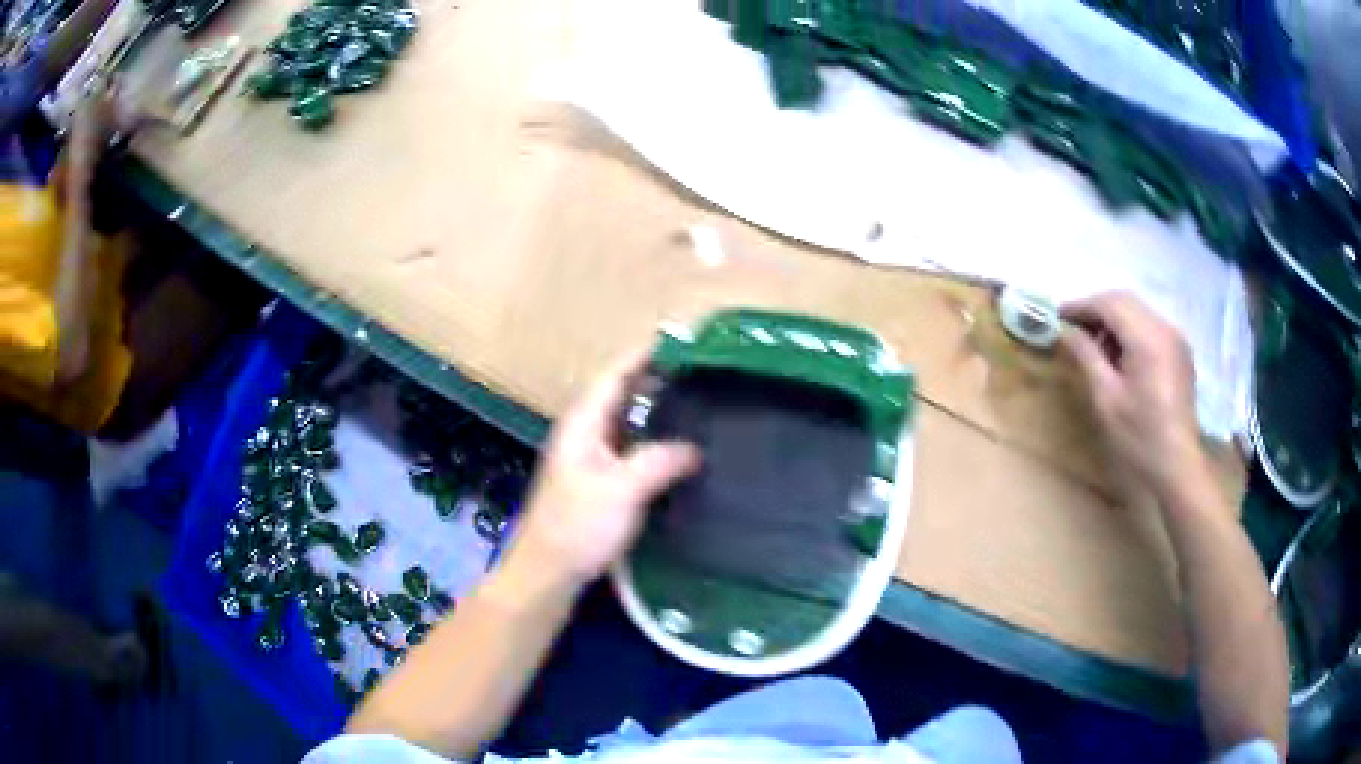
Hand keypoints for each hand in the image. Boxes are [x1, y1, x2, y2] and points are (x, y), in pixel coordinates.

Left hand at [506, 353, 701, 589]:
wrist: (548, 572)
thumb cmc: (578, 526)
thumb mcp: (621, 489)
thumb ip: (659, 461)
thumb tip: (696, 447)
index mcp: (583, 424)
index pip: (615, 375)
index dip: (644, 355)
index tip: (682, 342)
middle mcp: (585, 434)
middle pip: (622, 395)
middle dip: (657, 381)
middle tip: (702, 375)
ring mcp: (591, 460)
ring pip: (628, 424)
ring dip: (657, 413)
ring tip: (699, 406)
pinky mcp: (600, 484)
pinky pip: (632, 450)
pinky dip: (655, 443)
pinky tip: (680, 453)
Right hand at [1060, 292, 1204, 494]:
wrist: (1178, 466)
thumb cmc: (1139, 436)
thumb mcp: (1106, 398)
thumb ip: (1087, 357)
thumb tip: (1066, 331)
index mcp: (1147, 338)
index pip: (1109, 304)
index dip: (1080, 306)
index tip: (1056, 316)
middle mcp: (1164, 328)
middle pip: (1125, 301)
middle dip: (1096, 309)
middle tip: (1072, 328)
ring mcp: (1175, 338)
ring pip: (1138, 312)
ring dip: (1113, 320)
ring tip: (1093, 344)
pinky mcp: (1179, 352)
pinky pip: (1150, 326)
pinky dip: (1130, 330)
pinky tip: (1119, 355)